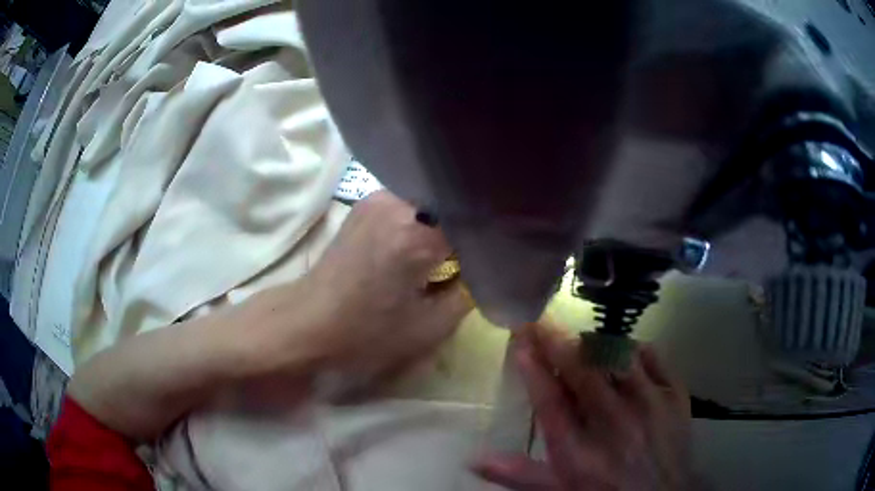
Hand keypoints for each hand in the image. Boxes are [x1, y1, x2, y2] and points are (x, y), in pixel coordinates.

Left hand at [291, 191, 470, 390]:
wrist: (308, 322)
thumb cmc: (366, 333)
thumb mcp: (430, 327)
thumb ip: (469, 294)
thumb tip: (485, 270)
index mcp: (416, 232)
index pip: (474, 223)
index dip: (490, 240)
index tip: (498, 256)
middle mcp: (397, 202)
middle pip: (452, 206)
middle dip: (467, 230)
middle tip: (475, 257)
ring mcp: (378, 197)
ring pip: (431, 203)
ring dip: (444, 225)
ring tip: (450, 251)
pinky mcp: (366, 203)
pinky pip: (410, 204)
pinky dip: (423, 221)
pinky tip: (422, 244)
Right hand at [474, 322, 692, 490]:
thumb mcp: (559, 490)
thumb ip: (518, 474)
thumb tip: (474, 459)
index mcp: (579, 450)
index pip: (550, 400)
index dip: (533, 368)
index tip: (520, 340)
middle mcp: (613, 422)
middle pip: (581, 371)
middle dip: (556, 342)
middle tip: (540, 322)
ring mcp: (648, 404)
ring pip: (616, 356)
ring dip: (593, 343)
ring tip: (579, 339)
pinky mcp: (675, 395)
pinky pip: (652, 356)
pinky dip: (633, 349)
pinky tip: (623, 352)